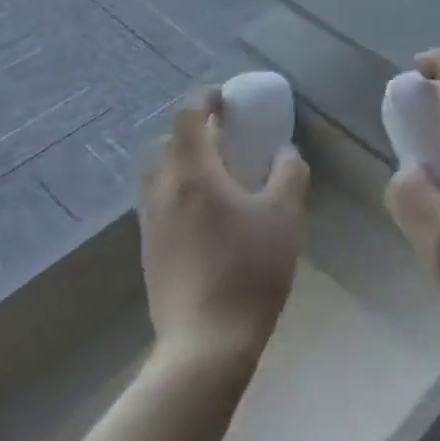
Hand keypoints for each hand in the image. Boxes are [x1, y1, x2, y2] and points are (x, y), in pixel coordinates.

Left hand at [141, 89, 308, 366]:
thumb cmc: (250, 269)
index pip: (189, 116)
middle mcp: (163, 191)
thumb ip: (289, 174)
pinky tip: (209, 211)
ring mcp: (151, 223)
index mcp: (193, 173)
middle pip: (170, 142)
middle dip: (197, 129)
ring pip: (162, 174)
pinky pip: (162, 201)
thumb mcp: (285, 215)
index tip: (228, 97)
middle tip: (228, 132)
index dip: (207, 98)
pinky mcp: (150, 250)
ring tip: (218, 170)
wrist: (206, 342)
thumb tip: (285, 153)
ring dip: (186, 160)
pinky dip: (181, 188)